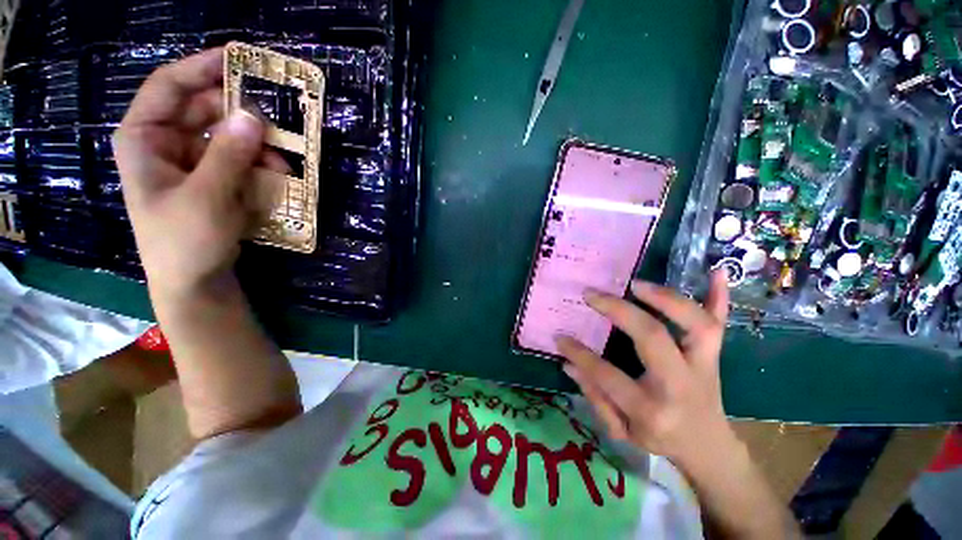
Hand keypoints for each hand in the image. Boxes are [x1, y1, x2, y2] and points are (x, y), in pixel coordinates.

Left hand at [114, 48, 265, 300]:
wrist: (194, 281)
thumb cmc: (185, 241)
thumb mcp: (207, 197)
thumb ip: (228, 155)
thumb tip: (254, 117)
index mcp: (144, 138)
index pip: (170, 86)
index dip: (203, 67)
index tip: (241, 58)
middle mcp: (165, 142)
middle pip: (205, 109)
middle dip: (242, 117)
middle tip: (276, 127)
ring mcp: (190, 160)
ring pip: (226, 135)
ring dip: (256, 146)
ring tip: (281, 165)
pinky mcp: (212, 178)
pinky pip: (237, 157)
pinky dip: (258, 163)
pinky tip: (275, 176)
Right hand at [557, 270, 737, 470]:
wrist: (708, 447)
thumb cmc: (660, 439)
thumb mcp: (620, 430)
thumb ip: (594, 396)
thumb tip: (568, 363)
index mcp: (651, 409)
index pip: (607, 375)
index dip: (580, 354)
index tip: (560, 336)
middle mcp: (679, 384)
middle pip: (653, 337)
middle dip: (619, 310)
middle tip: (592, 294)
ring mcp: (703, 367)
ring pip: (695, 325)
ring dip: (666, 298)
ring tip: (637, 284)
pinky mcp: (715, 356)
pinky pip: (721, 324)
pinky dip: (720, 297)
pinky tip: (714, 273)